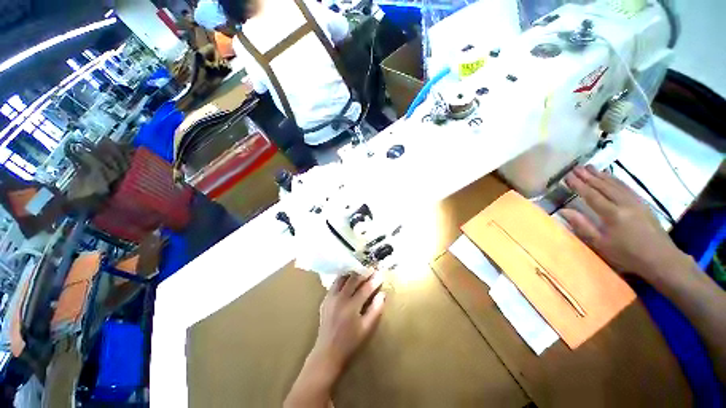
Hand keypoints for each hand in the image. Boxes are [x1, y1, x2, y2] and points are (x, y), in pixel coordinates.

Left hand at [284, 273, 383, 407]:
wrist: (327, 353)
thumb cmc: (350, 343)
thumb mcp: (367, 329)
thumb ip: (376, 310)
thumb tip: (382, 294)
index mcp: (351, 306)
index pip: (365, 288)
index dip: (374, 280)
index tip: (380, 274)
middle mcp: (340, 298)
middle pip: (353, 279)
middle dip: (363, 273)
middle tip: (371, 269)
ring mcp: (331, 298)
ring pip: (342, 278)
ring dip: (352, 273)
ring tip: (360, 271)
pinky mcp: (325, 299)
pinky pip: (335, 284)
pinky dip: (343, 279)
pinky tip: (348, 279)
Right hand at [561, 166, 688, 282]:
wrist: (662, 260)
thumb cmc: (627, 255)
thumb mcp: (601, 244)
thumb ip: (582, 226)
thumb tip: (564, 211)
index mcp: (612, 214)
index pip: (591, 195)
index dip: (579, 185)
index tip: (567, 176)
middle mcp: (624, 204)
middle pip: (604, 186)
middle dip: (589, 176)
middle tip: (576, 167)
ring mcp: (636, 202)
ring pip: (616, 184)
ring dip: (602, 175)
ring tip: (590, 167)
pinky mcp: (643, 204)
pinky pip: (627, 188)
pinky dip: (616, 180)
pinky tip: (611, 177)